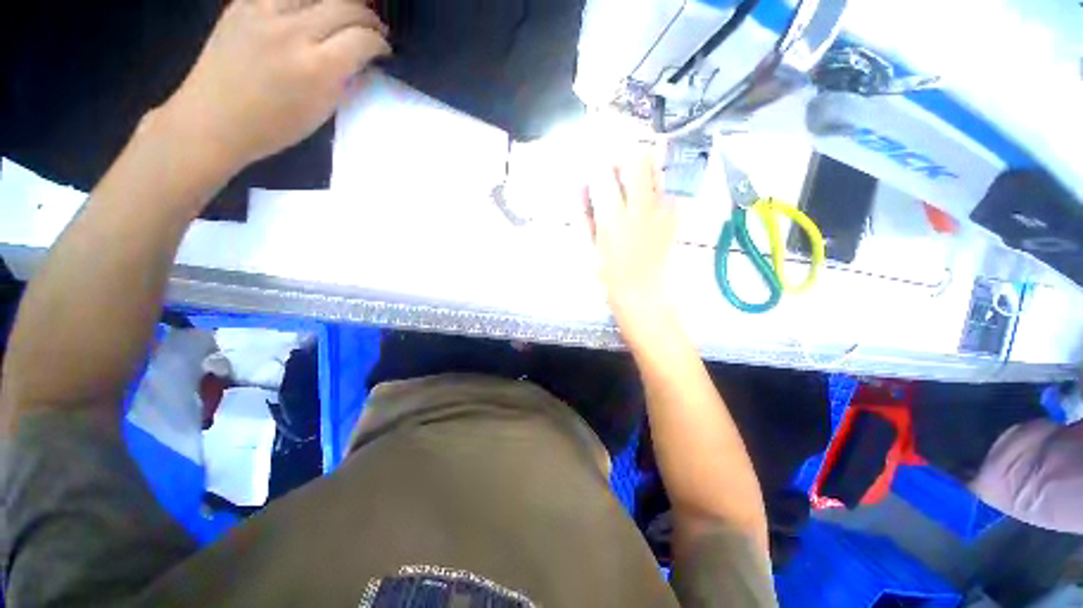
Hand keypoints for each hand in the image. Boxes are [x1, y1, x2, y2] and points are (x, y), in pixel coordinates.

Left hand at [160, 0, 389, 171]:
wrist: (212, 119)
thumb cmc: (273, 127)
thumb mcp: (322, 111)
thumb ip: (344, 80)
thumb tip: (361, 60)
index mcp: (317, 68)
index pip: (362, 39)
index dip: (380, 42)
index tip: (384, 50)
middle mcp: (293, 32)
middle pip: (345, 6)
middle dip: (367, 17)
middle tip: (373, 29)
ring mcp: (264, 12)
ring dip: (339, 1)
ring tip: (345, 12)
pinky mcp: (242, 3)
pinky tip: (311, 8)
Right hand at [586, 151, 677, 321]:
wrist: (645, 295)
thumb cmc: (610, 277)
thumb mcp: (589, 248)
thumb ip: (586, 215)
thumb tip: (583, 188)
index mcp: (613, 221)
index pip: (603, 175)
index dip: (595, 164)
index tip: (591, 165)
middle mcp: (640, 209)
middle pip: (635, 160)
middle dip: (620, 157)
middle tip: (612, 170)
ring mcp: (662, 210)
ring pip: (655, 168)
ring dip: (639, 167)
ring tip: (629, 182)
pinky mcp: (675, 215)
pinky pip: (664, 187)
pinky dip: (653, 186)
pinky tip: (645, 202)